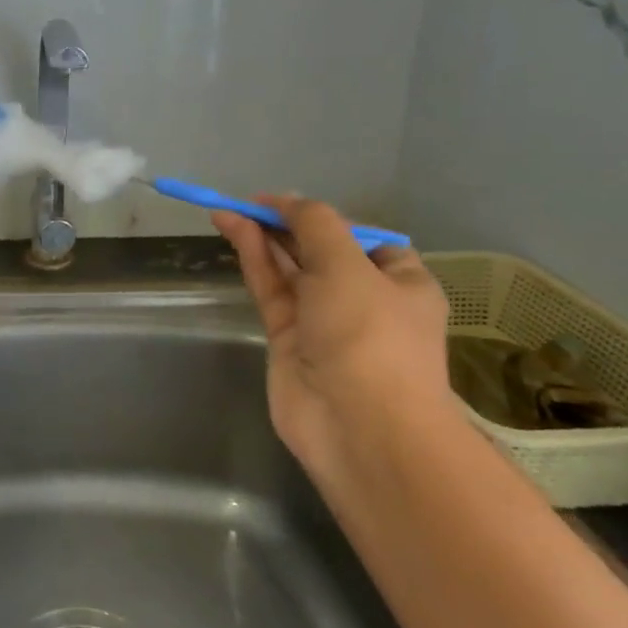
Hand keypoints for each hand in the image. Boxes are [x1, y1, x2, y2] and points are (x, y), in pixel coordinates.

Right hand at [213, 196, 451, 463]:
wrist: (359, 427)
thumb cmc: (369, 336)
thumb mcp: (348, 265)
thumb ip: (314, 224)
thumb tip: (286, 200)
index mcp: (401, 282)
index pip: (362, 238)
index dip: (323, 216)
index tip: (286, 203)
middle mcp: (364, 299)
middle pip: (319, 251)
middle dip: (285, 225)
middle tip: (247, 203)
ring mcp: (323, 322)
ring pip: (289, 269)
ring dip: (262, 238)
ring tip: (227, 210)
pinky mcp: (288, 339)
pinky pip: (271, 289)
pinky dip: (253, 259)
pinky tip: (234, 231)